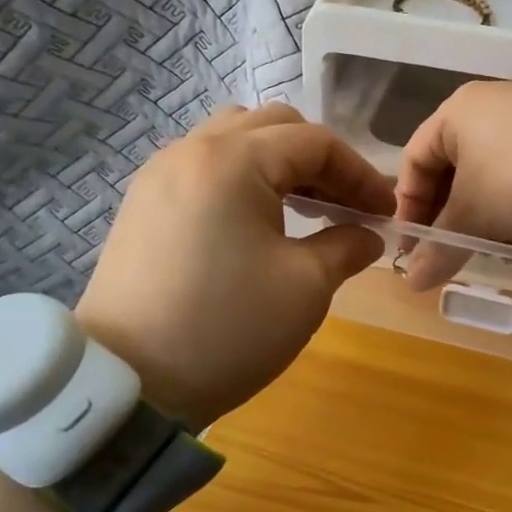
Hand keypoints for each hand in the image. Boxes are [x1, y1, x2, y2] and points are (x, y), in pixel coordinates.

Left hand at [75, 104, 392, 426]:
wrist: (127, 384)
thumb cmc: (227, 329)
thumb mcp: (306, 286)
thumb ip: (347, 245)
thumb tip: (367, 235)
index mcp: (234, 161)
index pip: (315, 143)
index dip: (360, 174)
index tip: (385, 212)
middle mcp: (192, 150)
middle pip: (273, 127)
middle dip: (321, 161)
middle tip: (345, 205)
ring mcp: (159, 175)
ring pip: (235, 140)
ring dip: (279, 164)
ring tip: (304, 208)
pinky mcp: (143, 204)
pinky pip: (205, 167)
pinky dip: (243, 179)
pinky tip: (258, 222)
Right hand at [393, 81, 511, 290]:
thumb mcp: (475, 218)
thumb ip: (439, 249)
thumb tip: (412, 282)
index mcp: (456, 112)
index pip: (413, 162)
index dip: (408, 208)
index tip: (414, 248)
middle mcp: (488, 106)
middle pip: (451, 169)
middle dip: (448, 217)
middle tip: (450, 253)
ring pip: (486, 175)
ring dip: (481, 216)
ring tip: (490, 249)